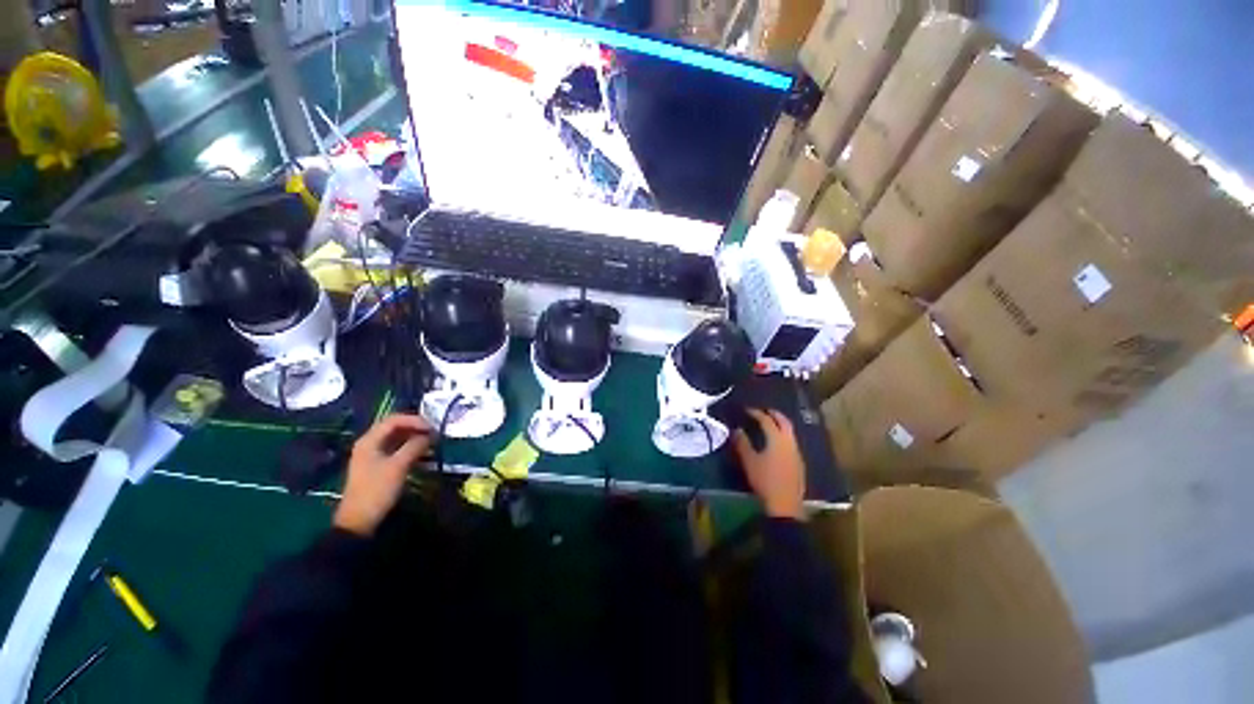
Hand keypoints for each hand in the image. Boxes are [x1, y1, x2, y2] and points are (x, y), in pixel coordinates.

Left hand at [334, 414, 431, 535]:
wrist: (359, 520)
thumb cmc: (377, 490)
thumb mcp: (398, 466)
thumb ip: (415, 446)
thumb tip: (430, 435)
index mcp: (369, 440)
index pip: (394, 419)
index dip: (415, 420)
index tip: (433, 427)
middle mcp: (370, 443)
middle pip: (395, 427)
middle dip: (416, 427)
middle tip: (434, 433)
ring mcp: (373, 455)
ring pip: (397, 438)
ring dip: (415, 437)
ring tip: (432, 442)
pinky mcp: (379, 465)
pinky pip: (397, 449)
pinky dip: (411, 448)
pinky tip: (423, 454)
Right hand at [733, 408, 805, 519]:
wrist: (785, 505)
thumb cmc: (765, 480)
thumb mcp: (749, 461)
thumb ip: (742, 443)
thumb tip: (737, 430)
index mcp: (777, 439)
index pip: (767, 420)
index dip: (756, 413)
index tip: (747, 410)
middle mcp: (789, 442)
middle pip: (784, 422)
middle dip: (774, 414)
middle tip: (764, 411)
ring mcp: (796, 453)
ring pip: (790, 432)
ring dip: (780, 424)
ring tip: (770, 424)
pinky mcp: (799, 463)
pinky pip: (791, 442)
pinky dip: (783, 436)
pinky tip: (776, 443)